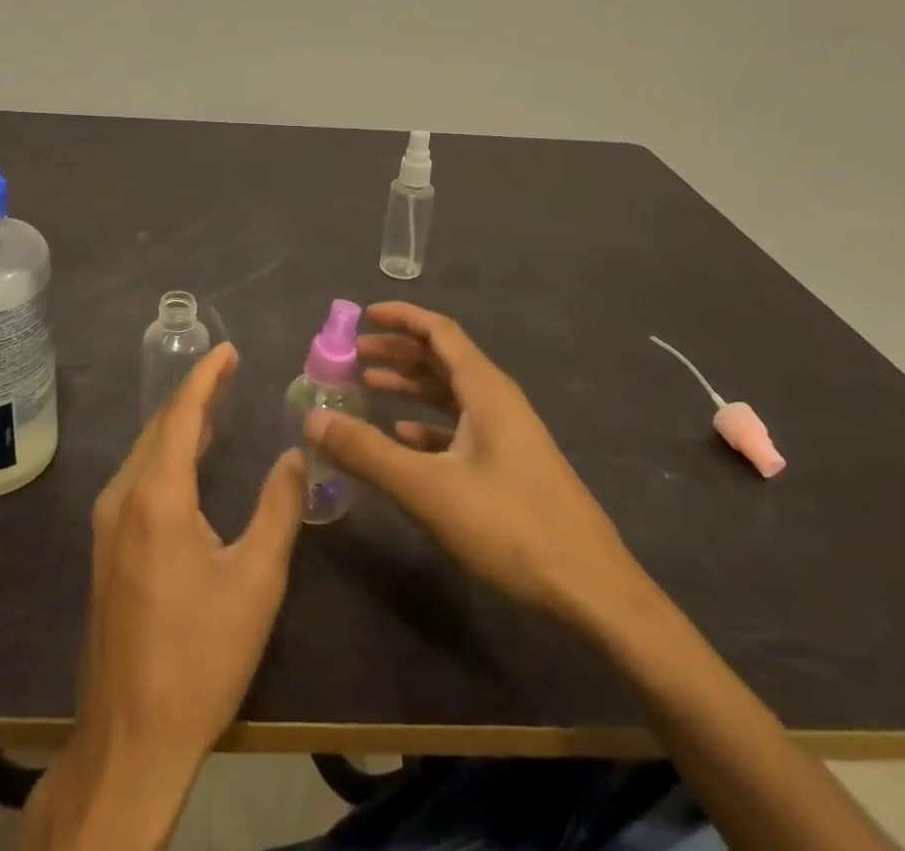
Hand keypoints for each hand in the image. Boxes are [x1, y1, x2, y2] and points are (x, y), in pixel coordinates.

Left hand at [30, 344, 305, 850]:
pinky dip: (166, 453)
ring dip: (179, 423)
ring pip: (144, 452)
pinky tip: (188, 459)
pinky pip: (137, 477)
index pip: (181, 415)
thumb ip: (279, 508)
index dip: (206, 377)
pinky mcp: (106, 549)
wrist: (130, 741)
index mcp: (157, 497)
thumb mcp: (256, 581)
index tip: (228, 350)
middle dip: (194, 394)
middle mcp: (123, 498)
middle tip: (230, 371)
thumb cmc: (200, 658)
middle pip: (159, 427)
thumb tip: (294, 454)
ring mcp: (107, 525)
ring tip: (216, 404)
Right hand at [305, 301, 641, 624]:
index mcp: (485, 389)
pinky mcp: (509, 464)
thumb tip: (313, 420)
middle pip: (442, 359)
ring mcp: (507, 434)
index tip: (363, 315)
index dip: (401, 317)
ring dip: (409, 386)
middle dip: (397, 352)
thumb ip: (368, 452)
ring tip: (367, 389)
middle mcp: (497, 400)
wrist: (591, 589)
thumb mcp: (428, 488)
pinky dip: (427, 423)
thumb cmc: (510, 526)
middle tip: (352, 356)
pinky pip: (460, 426)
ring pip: (450, 394)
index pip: (439, 332)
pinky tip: (403, 437)